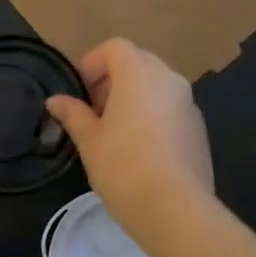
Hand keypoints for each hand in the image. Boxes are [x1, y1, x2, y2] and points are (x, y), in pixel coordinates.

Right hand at [45, 38, 213, 234]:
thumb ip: (73, 114)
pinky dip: (153, 115)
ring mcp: (188, 103)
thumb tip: (55, 101)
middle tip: (94, 112)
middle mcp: (169, 79)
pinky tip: (141, 149)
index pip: (115, 48)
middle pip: (138, 62)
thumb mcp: (89, 141)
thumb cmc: (123, 167)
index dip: (93, 63)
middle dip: (113, 80)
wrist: (175, 209)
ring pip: (157, 85)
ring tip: (116, 132)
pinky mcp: (199, 128)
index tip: (80, 92)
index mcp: (139, 74)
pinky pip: (171, 108)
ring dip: (134, 97)